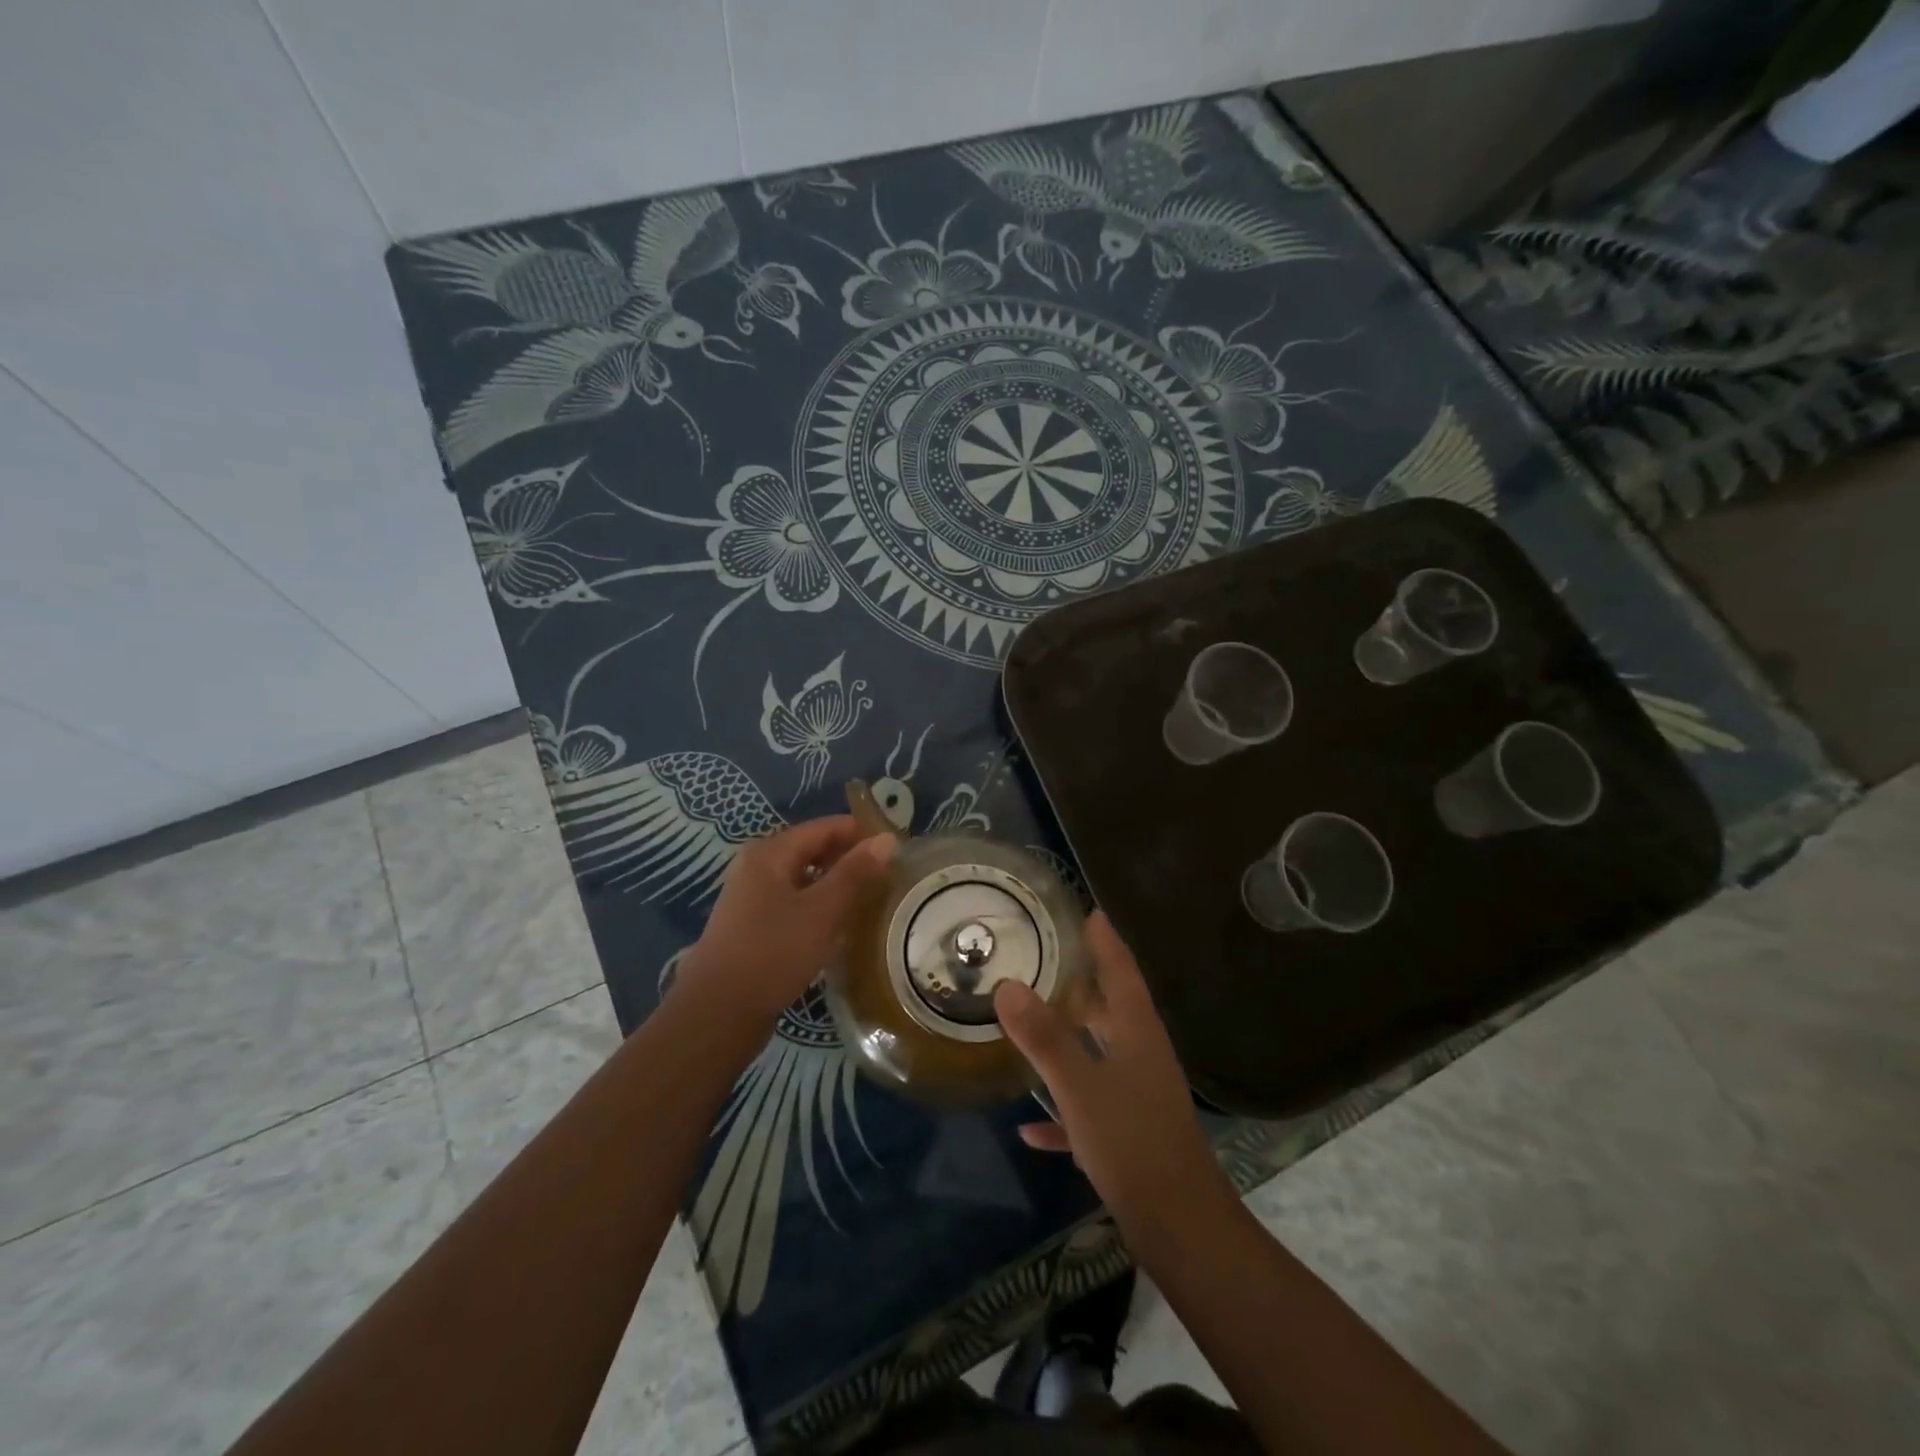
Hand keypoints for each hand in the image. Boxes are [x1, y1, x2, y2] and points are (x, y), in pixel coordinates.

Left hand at [674, 816, 894, 1032]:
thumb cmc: (772, 953)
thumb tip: (887, 838)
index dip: (861, 833)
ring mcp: (752, 898)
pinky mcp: (753, 926)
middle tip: (890, 875)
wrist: (717, 1014)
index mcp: (770, 853)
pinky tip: (841, 926)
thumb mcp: (821, 911)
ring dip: (837, 884)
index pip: (824, 828)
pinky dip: (820, 906)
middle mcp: (757, 867)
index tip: (897, 848)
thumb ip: (855, 873)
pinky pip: (795, 903)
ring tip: (873, 899)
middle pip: (813, 850)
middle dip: (850, 859)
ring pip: (804, 879)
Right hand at [994, 912, 1224, 1227]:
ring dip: (1069, 1042)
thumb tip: (1007, 985)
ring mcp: (1138, 1096)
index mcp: (1137, 1034)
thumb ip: (1045, 1038)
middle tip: (1046, 963)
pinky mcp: (1130, 1135)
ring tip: (1032, 1026)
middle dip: (1081, 987)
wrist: (1180, 1228)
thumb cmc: (1132, 1144)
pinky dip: (1063, 1111)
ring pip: (1099, 1056)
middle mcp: (1141, 1056)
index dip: (1105, 941)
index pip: (1121, 972)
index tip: (1089, 912)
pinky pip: (1090, 1109)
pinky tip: (1029, 1127)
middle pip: (1111, 1010)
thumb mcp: (1080, 1088)